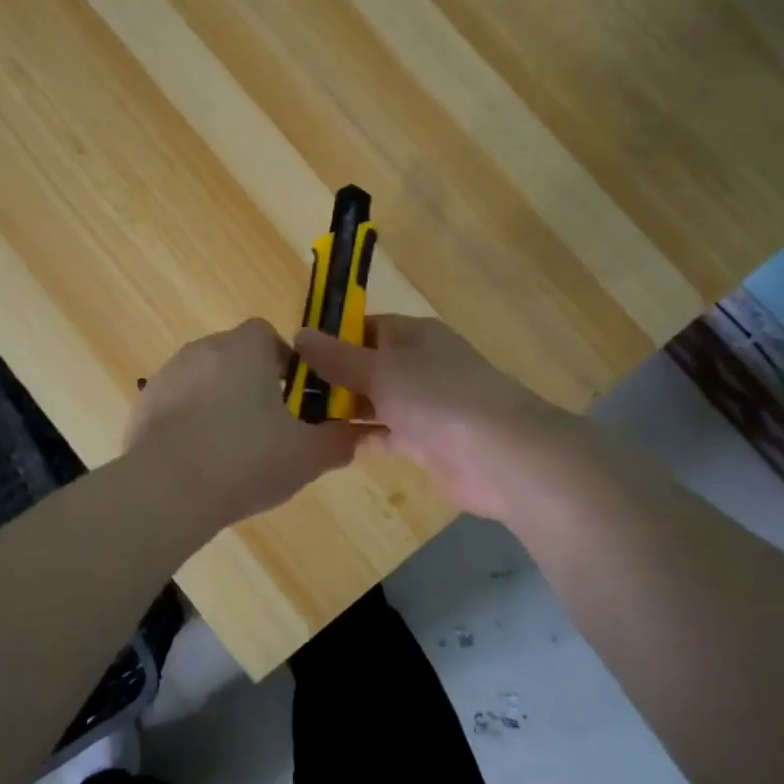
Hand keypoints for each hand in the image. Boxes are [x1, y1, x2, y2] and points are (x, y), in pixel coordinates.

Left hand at [127, 319, 366, 526]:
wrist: (166, 491)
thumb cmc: (246, 460)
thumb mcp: (307, 456)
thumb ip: (337, 441)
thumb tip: (353, 435)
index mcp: (245, 348)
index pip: (268, 336)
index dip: (285, 364)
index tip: (294, 399)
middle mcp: (203, 349)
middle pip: (235, 357)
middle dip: (252, 385)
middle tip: (268, 428)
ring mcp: (167, 375)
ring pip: (204, 381)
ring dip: (219, 403)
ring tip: (230, 450)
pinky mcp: (143, 405)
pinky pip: (176, 406)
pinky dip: (189, 423)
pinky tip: (198, 461)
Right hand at [293, 316, 558, 521]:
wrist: (501, 456)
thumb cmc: (439, 398)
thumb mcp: (381, 370)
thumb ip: (338, 356)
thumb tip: (299, 334)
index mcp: (414, 336)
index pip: (365, 327)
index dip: (330, 338)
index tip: (291, 355)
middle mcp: (418, 365)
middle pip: (366, 365)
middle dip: (330, 377)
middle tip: (282, 393)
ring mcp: (423, 405)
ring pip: (372, 401)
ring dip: (340, 409)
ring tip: (293, 419)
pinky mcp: (423, 442)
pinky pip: (382, 433)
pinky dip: (357, 436)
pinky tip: (323, 445)